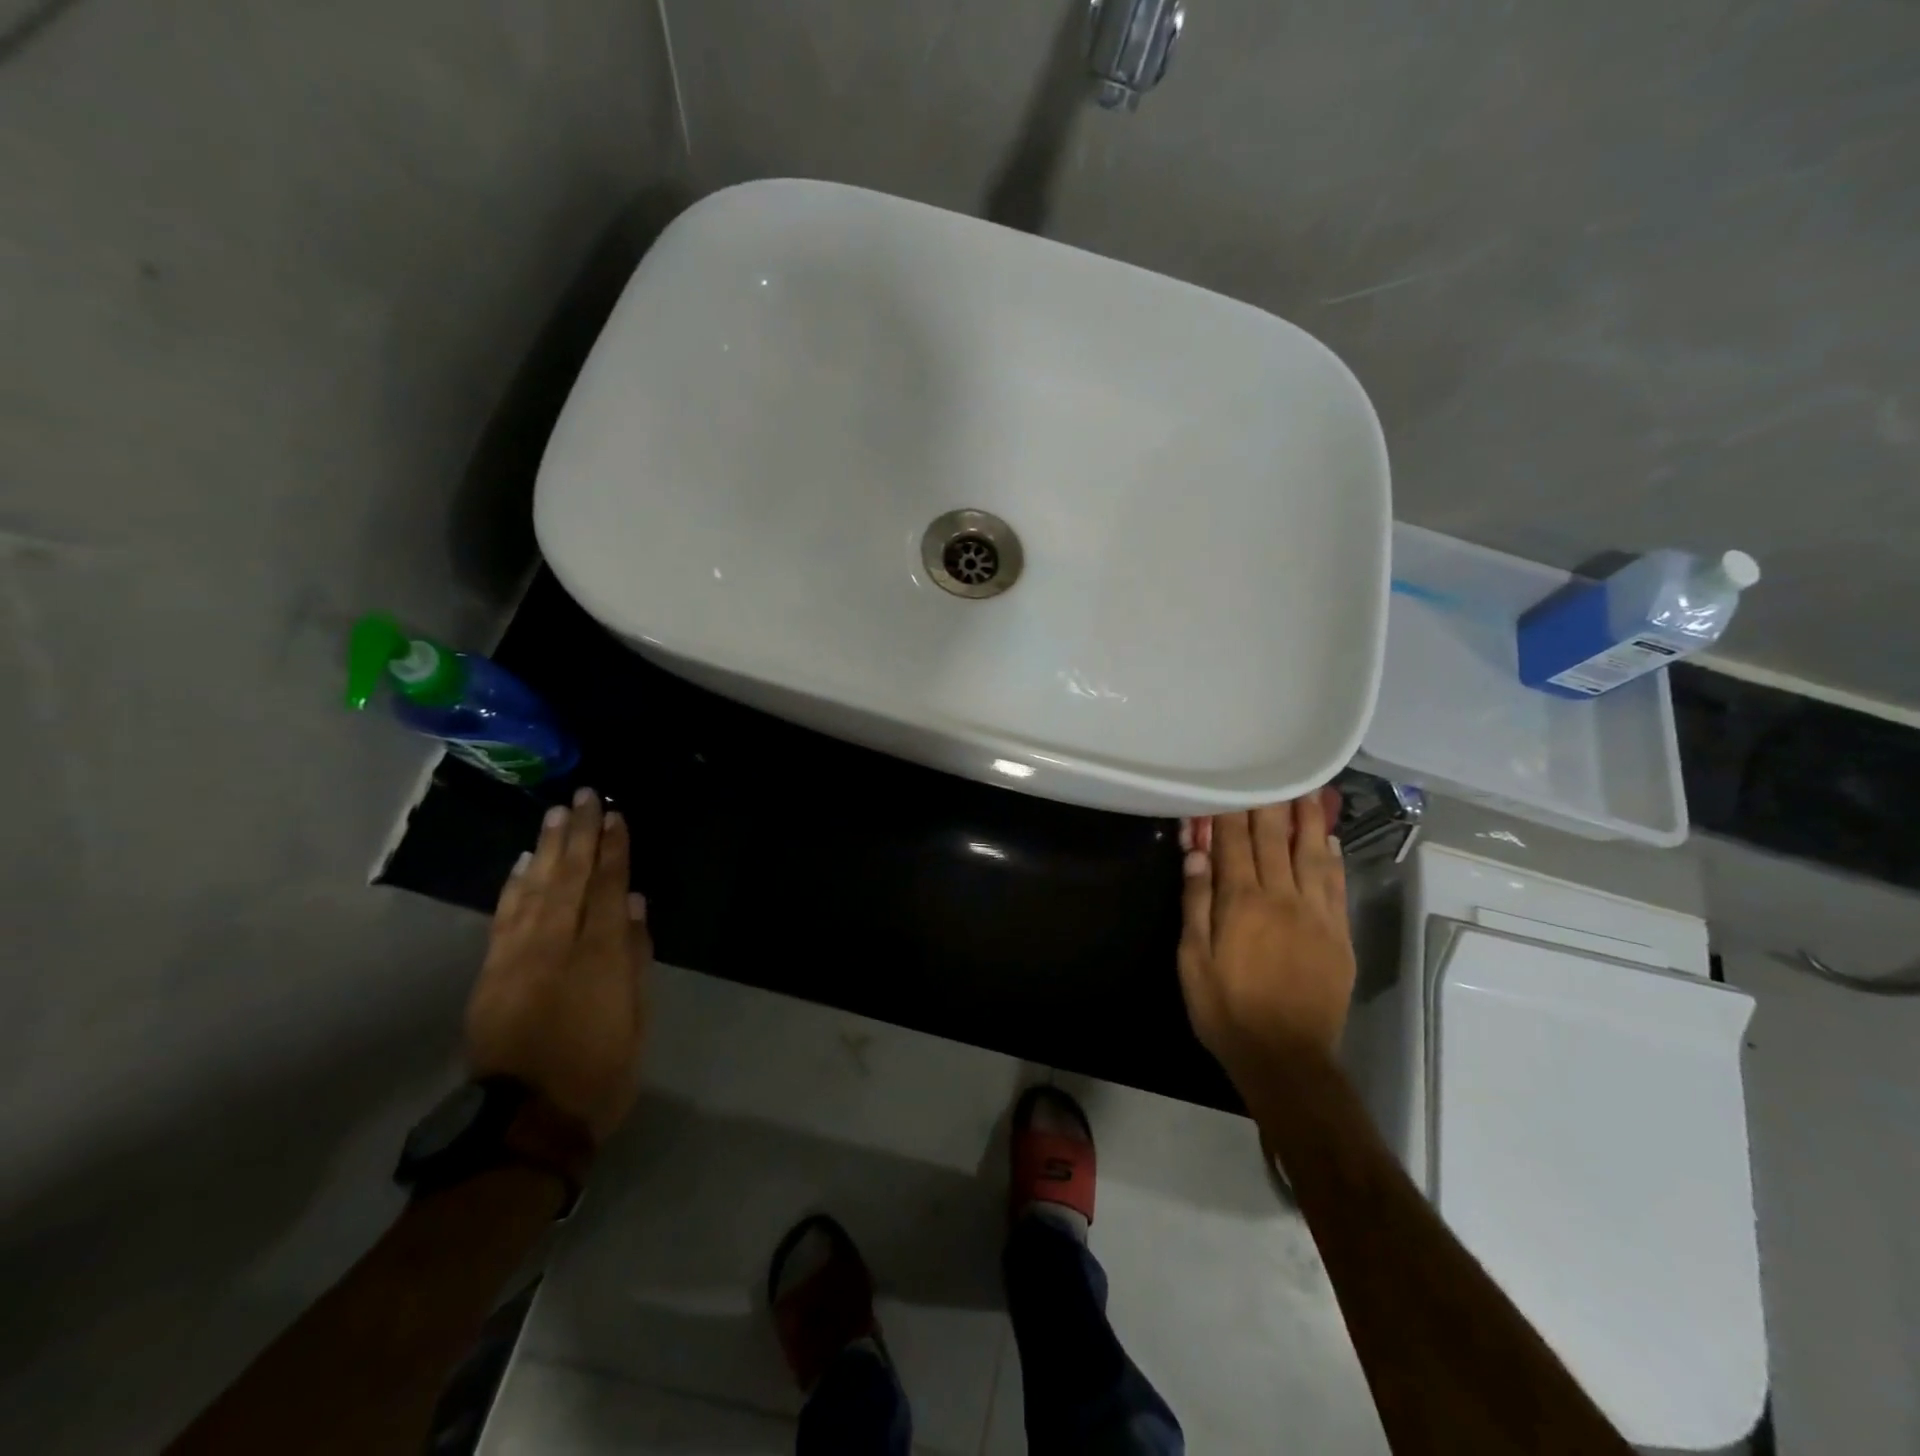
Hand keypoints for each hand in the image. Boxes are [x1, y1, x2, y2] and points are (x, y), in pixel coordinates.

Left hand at [465, 788, 652, 1140]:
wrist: (523, 1124)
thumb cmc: (599, 1073)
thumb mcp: (636, 1019)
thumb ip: (637, 957)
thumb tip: (636, 904)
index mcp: (600, 957)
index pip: (609, 888)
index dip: (614, 850)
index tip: (615, 816)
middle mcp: (557, 946)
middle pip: (571, 879)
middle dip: (580, 835)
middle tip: (584, 797)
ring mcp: (517, 957)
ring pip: (536, 889)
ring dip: (548, 849)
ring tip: (556, 814)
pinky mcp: (491, 973)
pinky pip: (504, 917)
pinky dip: (515, 886)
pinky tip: (524, 862)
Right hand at [1177, 792, 1354, 1083]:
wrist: (1288, 1058)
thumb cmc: (1228, 1011)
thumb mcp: (1194, 961)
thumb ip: (1196, 904)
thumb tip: (1196, 854)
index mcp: (1242, 903)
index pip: (1234, 844)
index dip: (1231, 812)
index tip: (1230, 781)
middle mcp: (1282, 898)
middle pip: (1275, 840)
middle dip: (1271, 804)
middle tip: (1275, 769)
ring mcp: (1316, 915)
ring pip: (1312, 855)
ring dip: (1308, 819)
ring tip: (1309, 789)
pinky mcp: (1339, 935)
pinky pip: (1336, 886)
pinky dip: (1332, 858)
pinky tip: (1329, 840)